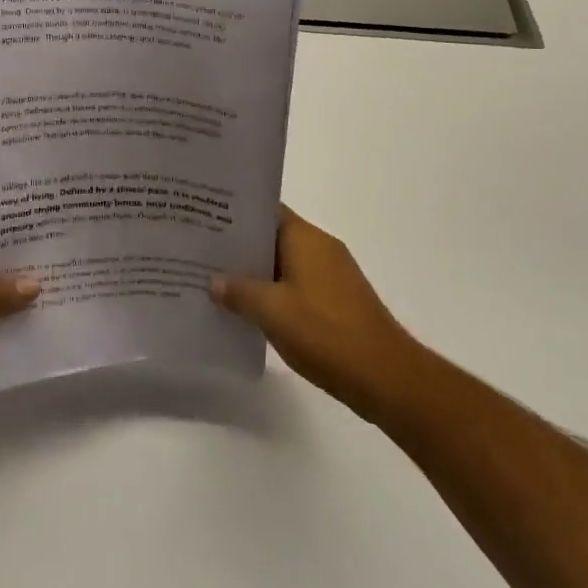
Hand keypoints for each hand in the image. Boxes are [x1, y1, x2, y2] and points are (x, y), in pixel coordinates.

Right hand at [211, 206, 417, 421]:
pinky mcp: (336, 301)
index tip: (204, 217)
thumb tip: (214, 281)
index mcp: (305, 238)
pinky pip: (295, 285)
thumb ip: (239, 291)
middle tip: (200, 252)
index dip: (235, 213)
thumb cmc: (326, 332)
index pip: (265, 210)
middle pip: (272, 236)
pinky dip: (272, 293)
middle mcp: (320, 247)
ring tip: (215, 281)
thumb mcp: (271, 311)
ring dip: (255, 273)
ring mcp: (331, 275)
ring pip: (283, 263)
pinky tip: (248, 310)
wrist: (386, 377)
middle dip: (239, 246)